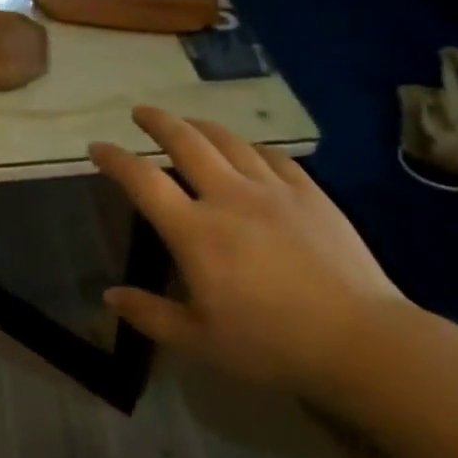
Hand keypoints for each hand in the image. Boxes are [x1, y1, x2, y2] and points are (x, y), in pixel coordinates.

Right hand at [90, 107, 407, 403]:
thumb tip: (109, 295)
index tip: (97, 146)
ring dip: (200, 126)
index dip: (116, 159)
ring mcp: (272, 189)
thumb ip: (150, 315)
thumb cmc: (271, 345)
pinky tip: (248, 150)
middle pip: (185, 141)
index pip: (143, 181)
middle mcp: (229, 197)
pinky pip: (272, 156)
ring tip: (187, 123)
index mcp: (195, 232)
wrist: (360, 340)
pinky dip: (250, 147)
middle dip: (157, 121)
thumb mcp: (200, 341)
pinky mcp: (309, 192)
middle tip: (141, 112)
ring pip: (228, 141)